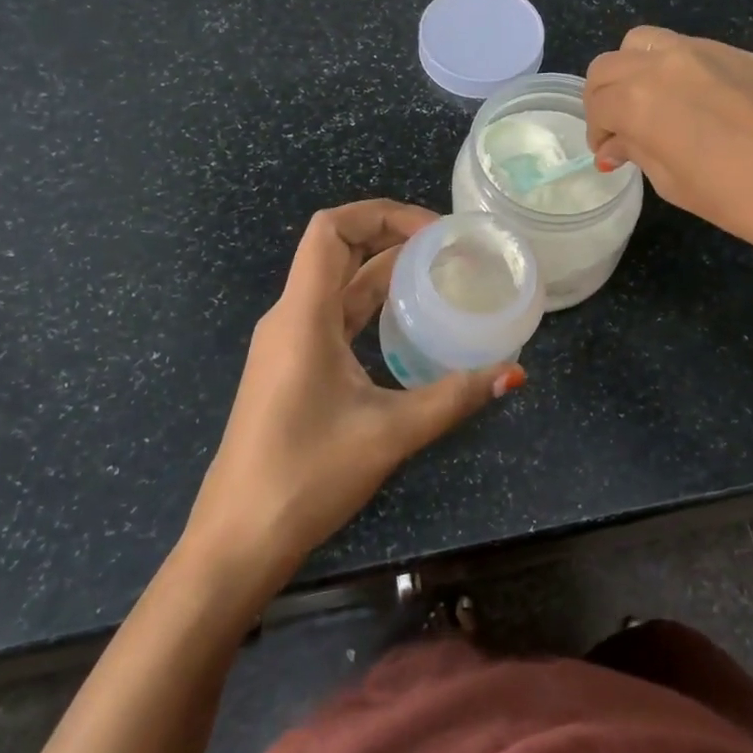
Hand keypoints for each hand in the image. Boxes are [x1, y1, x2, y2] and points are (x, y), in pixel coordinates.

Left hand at [187, 200, 523, 588]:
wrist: (238, 540)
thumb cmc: (306, 477)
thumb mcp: (389, 433)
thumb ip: (453, 397)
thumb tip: (515, 373)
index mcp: (303, 315)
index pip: (330, 229)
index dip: (381, 213)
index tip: (434, 231)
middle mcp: (290, 317)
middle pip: (336, 248)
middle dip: (390, 235)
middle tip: (447, 247)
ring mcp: (288, 343)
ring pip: (337, 283)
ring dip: (383, 269)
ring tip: (438, 273)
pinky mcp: (293, 367)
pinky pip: (334, 315)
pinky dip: (371, 303)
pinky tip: (407, 321)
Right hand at [585, 26, 752, 278]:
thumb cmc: (740, 202)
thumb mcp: (674, 183)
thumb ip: (637, 150)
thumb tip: (614, 144)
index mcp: (640, 99)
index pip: (598, 102)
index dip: (597, 131)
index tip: (609, 152)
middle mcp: (665, 62)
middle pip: (611, 64)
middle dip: (605, 96)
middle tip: (621, 129)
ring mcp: (706, 51)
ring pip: (646, 43)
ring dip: (635, 71)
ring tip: (654, 107)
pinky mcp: (741, 53)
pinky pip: (689, 49)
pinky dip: (674, 69)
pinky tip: (697, 104)